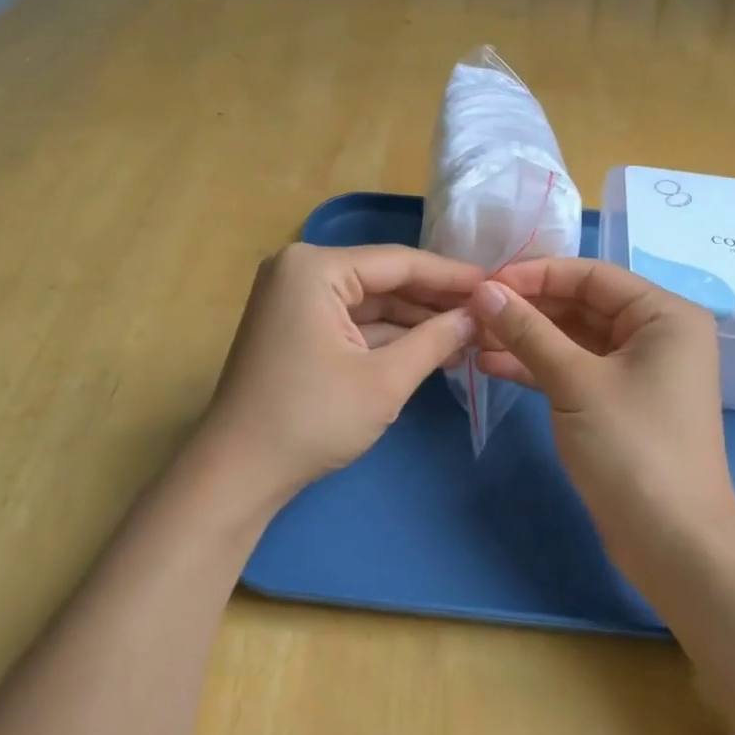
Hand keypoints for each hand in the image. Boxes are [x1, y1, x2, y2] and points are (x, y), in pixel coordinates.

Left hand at [198, 242, 482, 505]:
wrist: (238, 472)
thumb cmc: (312, 419)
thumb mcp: (385, 380)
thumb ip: (436, 340)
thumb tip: (478, 316)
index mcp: (315, 267)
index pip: (398, 262)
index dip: (451, 276)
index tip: (495, 283)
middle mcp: (300, 270)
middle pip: (383, 279)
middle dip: (433, 300)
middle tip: (487, 313)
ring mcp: (293, 298)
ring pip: (369, 302)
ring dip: (414, 320)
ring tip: (468, 333)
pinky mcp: (294, 326)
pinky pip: (350, 320)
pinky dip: (387, 335)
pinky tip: (430, 347)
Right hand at [471, 258, 734, 557]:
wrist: (672, 545)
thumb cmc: (632, 449)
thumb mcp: (575, 381)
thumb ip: (528, 331)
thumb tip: (484, 290)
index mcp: (664, 315)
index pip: (591, 275)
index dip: (536, 274)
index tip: (485, 283)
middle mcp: (655, 334)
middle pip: (581, 304)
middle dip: (527, 308)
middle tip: (473, 311)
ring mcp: (637, 370)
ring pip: (573, 338)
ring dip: (526, 338)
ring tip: (473, 338)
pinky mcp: (618, 402)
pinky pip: (574, 369)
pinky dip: (537, 366)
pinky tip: (492, 364)